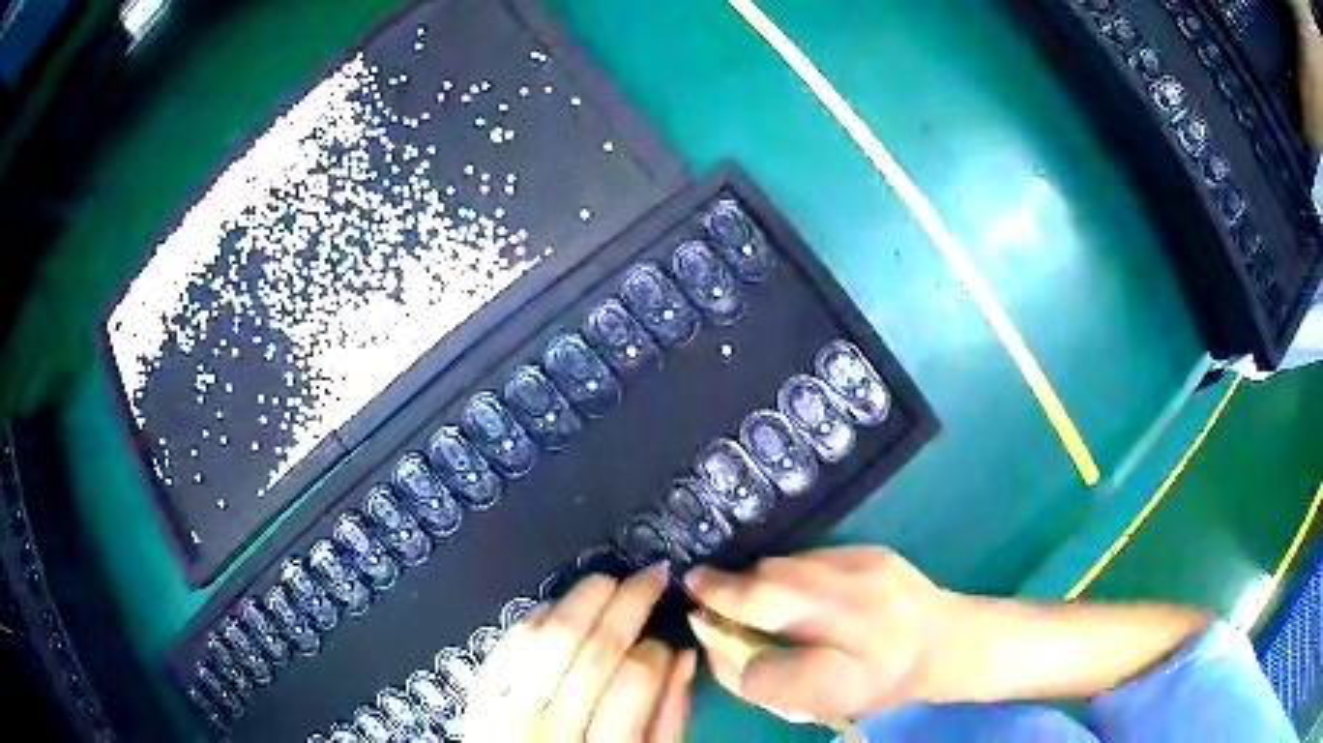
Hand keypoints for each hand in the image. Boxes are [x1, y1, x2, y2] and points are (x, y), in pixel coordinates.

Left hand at [466, 564, 696, 741]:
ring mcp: (506, 710)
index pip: (634, 682)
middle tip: (652, 576)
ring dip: (583, 599)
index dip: (655, 650)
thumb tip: (683, 656)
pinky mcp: (479, 697)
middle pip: (591, 650)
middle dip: (628, 603)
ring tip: (609, 582)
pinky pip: (508, 643)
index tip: (668, 640)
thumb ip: (669, 718)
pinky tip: (560, 606)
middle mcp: (550, 727)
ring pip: (548, 638)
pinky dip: (536, 618)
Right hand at [685, 546, 956, 720]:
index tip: (692, 602)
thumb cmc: (878, 683)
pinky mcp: (870, 549)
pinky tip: (800, 593)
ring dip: (759, 581)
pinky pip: (807, 557)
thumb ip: (761, 678)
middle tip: (709, 597)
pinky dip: (788, 573)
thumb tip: (712, 635)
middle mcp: (862, 605)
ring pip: (786, 567)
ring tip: (760, 602)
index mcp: (851, 659)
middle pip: (772, 586)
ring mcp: (868, 567)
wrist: (946, 642)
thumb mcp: (818, 701)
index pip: (770, 638)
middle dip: (730, 588)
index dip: (724, 617)